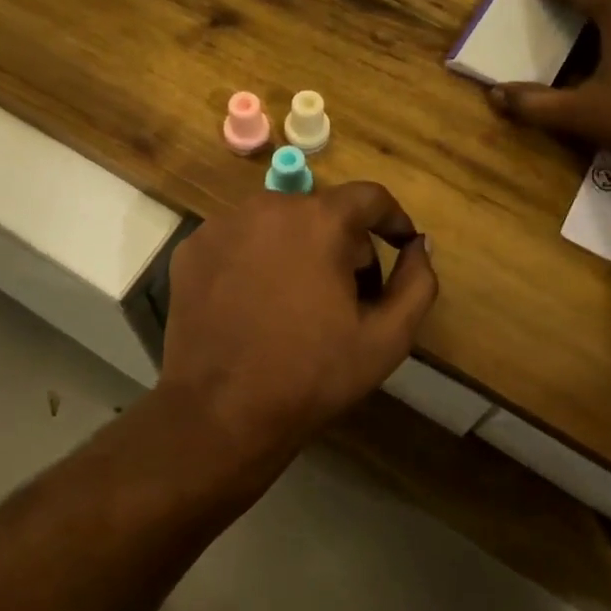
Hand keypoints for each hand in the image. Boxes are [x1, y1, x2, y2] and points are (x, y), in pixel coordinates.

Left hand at [158, 183, 438, 469]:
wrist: (220, 413)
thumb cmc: (311, 375)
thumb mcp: (387, 338)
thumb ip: (417, 282)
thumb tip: (419, 245)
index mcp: (319, 220)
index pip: (370, 197)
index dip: (392, 220)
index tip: (401, 247)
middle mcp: (268, 207)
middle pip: (323, 212)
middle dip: (345, 245)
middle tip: (349, 296)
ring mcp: (222, 225)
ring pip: (279, 224)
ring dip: (299, 250)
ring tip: (299, 303)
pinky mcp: (192, 249)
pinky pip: (240, 241)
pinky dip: (256, 260)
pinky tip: (256, 304)